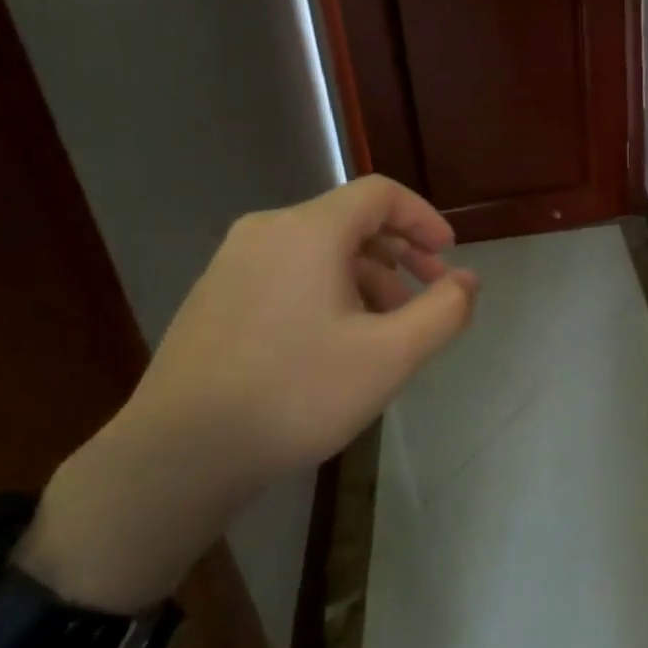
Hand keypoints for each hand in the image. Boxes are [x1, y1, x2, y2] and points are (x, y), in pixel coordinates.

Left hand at [19, 175, 478, 609]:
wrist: (178, 454)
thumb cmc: (295, 394)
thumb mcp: (389, 356)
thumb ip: (443, 311)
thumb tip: (469, 281)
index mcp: (308, 231)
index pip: (380, 194)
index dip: (423, 218)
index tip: (448, 256)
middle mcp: (267, 230)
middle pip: (350, 219)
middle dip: (400, 252)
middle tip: (428, 293)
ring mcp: (233, 262)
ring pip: (319, 248)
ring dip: (366, 274)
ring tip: (388, 326)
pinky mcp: (215, 294)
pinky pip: (288, 271)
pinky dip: (327, 288)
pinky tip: (336, 339)